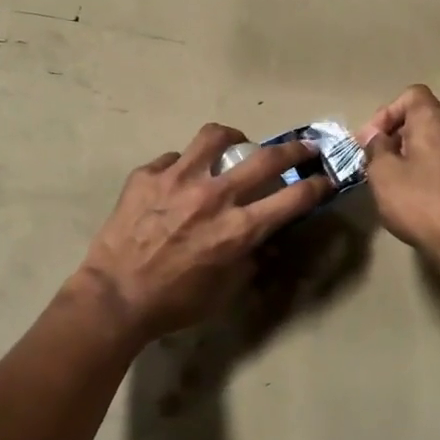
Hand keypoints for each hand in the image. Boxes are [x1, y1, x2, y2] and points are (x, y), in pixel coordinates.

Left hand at [75, 124, 332, 342]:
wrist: (115, 296)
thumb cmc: (174, 302)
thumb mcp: (224, 289)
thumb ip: (248, 258)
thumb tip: (261, 239)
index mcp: (238, 228)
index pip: (293, 198)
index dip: (316, 185)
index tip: (324, 178)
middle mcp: (214, 195)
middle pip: (266, 158)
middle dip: (294, 149)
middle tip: (302, 146)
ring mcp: (178, 179)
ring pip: (215, 136)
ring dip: (233, 138)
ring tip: (233, 144)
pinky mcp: (147, 175)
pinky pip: (173, 158)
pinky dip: (182, 166)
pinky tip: (177, 180)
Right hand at [359, 85, 439, 264]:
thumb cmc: (419, 203)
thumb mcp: (382, 174)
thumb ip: (376, 148)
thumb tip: (376, 136)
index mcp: (435, 120)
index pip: (411, 95)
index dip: (387, 113)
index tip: (372, 140)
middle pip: (424, 116)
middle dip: (397, 133)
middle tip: (377, 159)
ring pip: (437, 137)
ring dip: (414, 150)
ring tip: (395, 176)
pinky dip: (431, 163)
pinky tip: (418, 189)